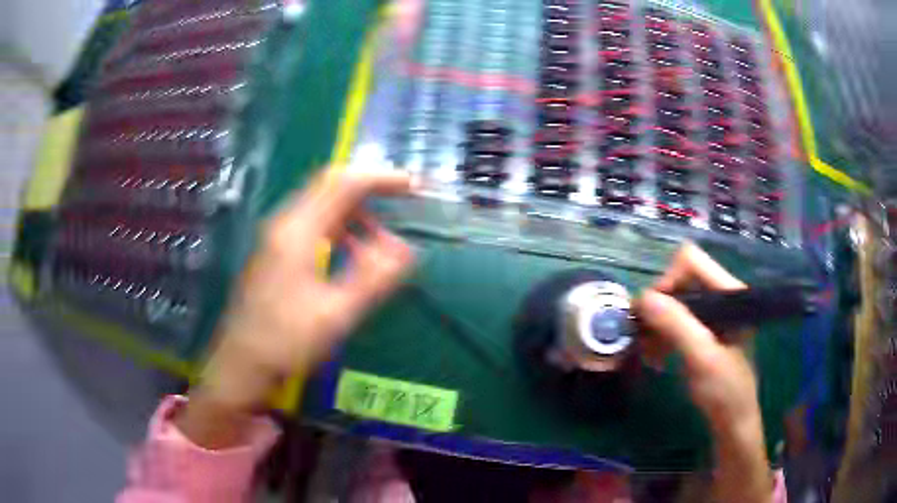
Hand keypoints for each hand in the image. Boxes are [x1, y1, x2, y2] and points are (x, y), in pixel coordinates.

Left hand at [178, 169, 414, 447]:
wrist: (241, 363)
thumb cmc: (285, 342)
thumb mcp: (335, 314)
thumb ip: (372, 278)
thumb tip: (406, 249)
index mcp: (298, 232)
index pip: (343, 184)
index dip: (380, 178)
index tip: (411, 185)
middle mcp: (284, 223)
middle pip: (330, 185)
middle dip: (369, 187)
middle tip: (402, 199)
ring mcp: (276, 236)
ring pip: (321, 204)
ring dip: (355, 210)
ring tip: (382, 237)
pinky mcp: (275, 250)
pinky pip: (313, 223)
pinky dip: (340, 227)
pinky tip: (352, 252)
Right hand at [636, 244, 771, 502]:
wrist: (733, 423)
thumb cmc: (725, 392)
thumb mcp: (702, 358)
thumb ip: (677, 325)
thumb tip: (642, 298)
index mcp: (731, 292)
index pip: (691, 262)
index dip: (667, 281)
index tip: (652, 314)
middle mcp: (722, 295)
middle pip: (680, 280)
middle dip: (659, 308)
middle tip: (644, 337)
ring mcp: (714, 313)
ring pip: (675, 301)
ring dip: (657, 324)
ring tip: (649, 353)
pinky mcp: (705, 330)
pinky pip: (677, 320)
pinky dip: (662, 335)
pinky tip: (657, 357)